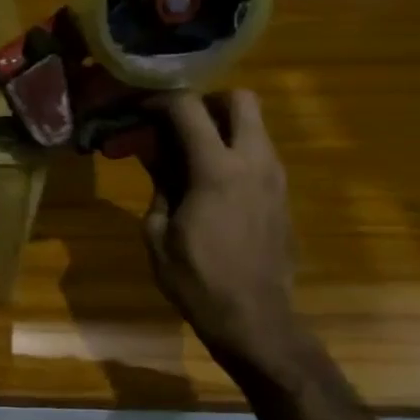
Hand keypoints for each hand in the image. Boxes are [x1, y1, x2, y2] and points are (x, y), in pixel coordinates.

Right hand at [142, 91, 301, 368]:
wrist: (255, 319)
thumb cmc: (195, 278)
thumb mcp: (157, 231)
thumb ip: (159, 183)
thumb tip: (153, 154)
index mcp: (216, 170)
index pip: (189, 108)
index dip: (158, 100)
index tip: (137, 109)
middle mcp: (254, 162)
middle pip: (240, 100)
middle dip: (205, 102)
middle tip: (175, 123)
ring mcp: (275, 178)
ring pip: (254, 126)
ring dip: (220, 127)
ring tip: (185, 153)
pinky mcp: (282, 195)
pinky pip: (258, 154)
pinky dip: (232, 152)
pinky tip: (206, 181)